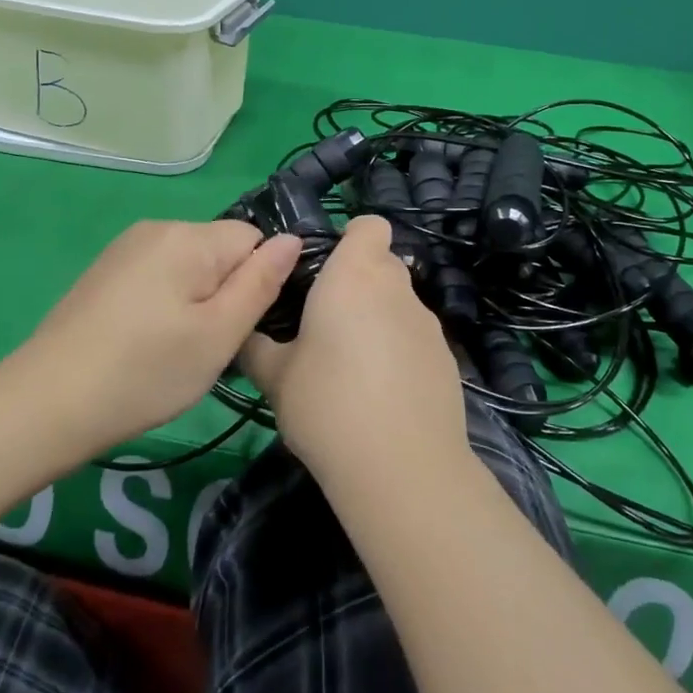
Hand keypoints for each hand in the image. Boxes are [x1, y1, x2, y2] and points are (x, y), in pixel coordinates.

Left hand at [13, 220, 301, 454]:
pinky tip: (148, 343)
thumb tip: (292, 240)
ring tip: (177, 351)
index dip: (258, 282)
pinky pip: (160, 276)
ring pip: (191, 267)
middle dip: (227, 292)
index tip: (241, 328)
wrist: (45, 405)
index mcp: (189, 237)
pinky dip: (167, 304)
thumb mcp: (218, 335)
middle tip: (210, 347)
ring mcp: (126, 249)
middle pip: (221, 251)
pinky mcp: (106, 272)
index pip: (254, 239)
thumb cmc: (145, 372)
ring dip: (198, 301)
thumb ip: (260, 283)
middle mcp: (157, 228)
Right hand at [241, 215, 468, 487]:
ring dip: (378, 319)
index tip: (326, 269)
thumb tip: (245, 334)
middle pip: (383, 263)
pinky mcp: (447, 358)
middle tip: (326, 322)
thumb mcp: (276, 377)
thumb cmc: (326, 404)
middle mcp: (396, 288)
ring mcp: (428, 323)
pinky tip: (382, 395)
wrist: (401, 467)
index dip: (351, 238)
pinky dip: (400, 352)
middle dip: (358, 282)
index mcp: (354, 275)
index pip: (369, 225)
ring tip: (352, 367)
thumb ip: (258, 346)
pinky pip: (416, 339)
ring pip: (400, 303)